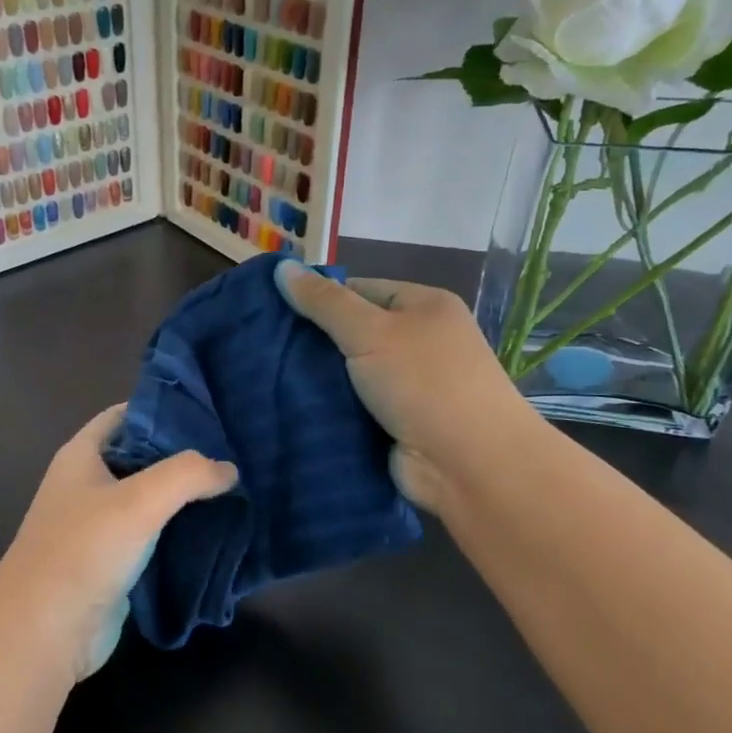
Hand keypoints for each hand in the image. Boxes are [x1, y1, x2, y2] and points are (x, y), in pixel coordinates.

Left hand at [0, 405, 237, 682]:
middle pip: (143, 456)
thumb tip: (228, 470)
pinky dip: (181, 531)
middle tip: (236, 451)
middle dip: (185, 455)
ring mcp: (100, 525)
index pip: (127, 414)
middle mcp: (89, 484)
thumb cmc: (84, 551)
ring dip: (187, 497)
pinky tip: (219, 529)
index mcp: (82, 455)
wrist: (44, 632)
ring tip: (237, 487)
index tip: (212, 411)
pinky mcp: (114, 562)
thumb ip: (188, 474)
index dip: (165, 409)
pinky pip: (153, 536)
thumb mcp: (139, 500)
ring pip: (151, 499)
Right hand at [275, 261, 538, 513]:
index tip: (272, 309)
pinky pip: (352, 406)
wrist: (469, 465)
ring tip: (263, 374)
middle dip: (312, 341)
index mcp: (424, 306)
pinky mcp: (395, 422)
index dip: (318, 297)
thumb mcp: (372, 331)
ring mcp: (408, 385)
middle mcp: (419, 341)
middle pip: (352, 331)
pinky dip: (327, 407)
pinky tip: (286, 405)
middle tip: (261, 344)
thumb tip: (282, 267)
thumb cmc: (425, 383)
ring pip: (348, 372)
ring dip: (315, 378)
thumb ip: (325, 302)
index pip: (360, 289)